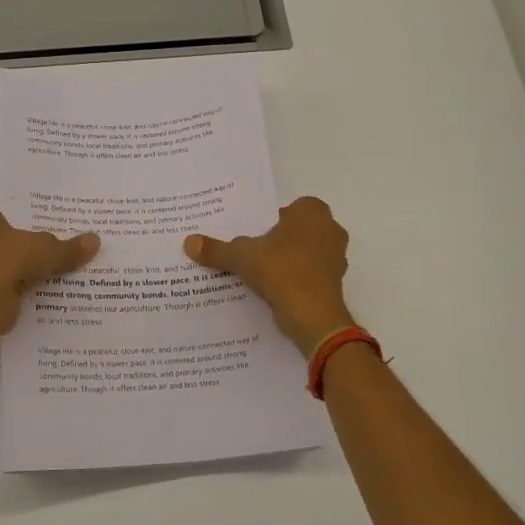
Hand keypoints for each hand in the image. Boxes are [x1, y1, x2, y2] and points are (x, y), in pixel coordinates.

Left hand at [0, 203, 98, 336]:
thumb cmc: (7, 260)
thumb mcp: (47, 250)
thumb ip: (68, 248)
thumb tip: (95, 240)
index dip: (15, 220)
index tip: (37, 229)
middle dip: (17, 249)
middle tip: (47, 252)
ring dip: (16, 274)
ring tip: (46, 277)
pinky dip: (13, 294)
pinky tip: (35, 298)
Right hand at [185, 197, 355, 355]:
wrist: (313, 316)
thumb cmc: (281, 270)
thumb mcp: (242, 257)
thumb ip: (217, 249)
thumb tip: (188, 242)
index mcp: (312, 212)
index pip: (286, 209)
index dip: (267, 221)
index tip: (250, 235)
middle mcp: (330, 229)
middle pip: (295, 231)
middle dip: (275, 241)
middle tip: (250, 252)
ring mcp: (336, 257)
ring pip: (303, 254)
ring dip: (285, 262)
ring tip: (258, 274)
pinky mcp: (335, 283)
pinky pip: (309, 275)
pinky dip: (294, 280)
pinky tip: (273, 291)